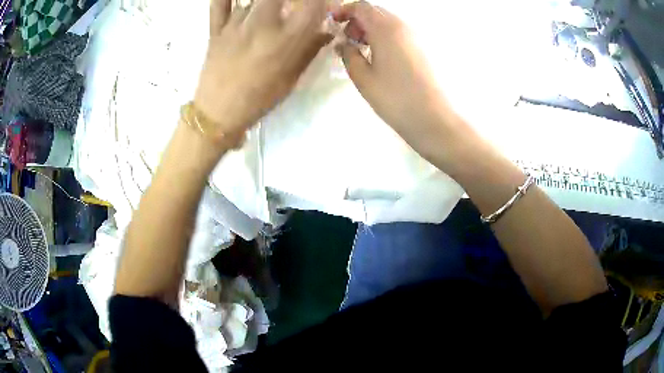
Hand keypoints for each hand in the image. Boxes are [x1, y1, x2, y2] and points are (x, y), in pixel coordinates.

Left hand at [194, 0, 331, 138]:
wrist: (217, 114)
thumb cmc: (259, 98)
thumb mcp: (292, 78)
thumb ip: (310, 50)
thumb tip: (327, 32)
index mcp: (286, 40)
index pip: (311, 4)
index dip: (319, 0)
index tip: (319, 4)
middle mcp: (263, 25)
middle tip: (291, 6)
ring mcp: (237, 24)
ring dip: (266, 1)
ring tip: (269, 10)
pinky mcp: (216, 28)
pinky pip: (220, 3)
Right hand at [333, 2, 456, 150]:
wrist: (433, 118)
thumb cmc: (395, 97)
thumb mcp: (363, 77)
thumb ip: (349, 55)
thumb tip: (343, 44)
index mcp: (385, 28)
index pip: (361, 7)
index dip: (344, 11)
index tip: (333, 23)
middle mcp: (403, 26)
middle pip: (376, 12)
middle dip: (358, 21)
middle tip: (348, 40)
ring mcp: (416, 36)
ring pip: (389, 22)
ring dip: (372, 29)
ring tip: (362, 50)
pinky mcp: (424, 48)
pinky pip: (400, 33)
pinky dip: (385, 37)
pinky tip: (380, 56)